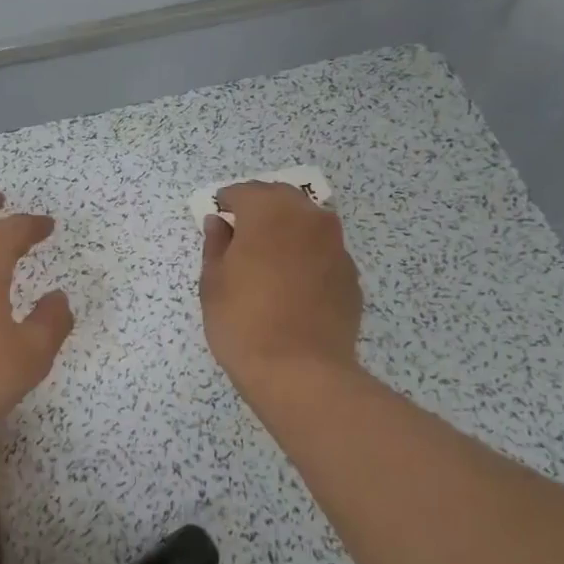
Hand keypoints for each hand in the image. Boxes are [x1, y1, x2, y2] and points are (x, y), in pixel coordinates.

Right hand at [199, 182, 362, 395]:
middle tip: (240, 231)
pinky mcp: (350, 274)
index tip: (217, 215)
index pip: (245, 192)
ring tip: (267, 256)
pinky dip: (305, 253)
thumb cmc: (242, 323)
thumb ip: (216, 245)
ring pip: (307, 221)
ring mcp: (335, 246)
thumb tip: (219, 223)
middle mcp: (308, 219)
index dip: (227, 202)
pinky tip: (292, 282)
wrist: (300, 371)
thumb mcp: (213, 283)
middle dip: (259, 207)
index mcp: (269, 213)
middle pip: (281, 197)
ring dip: (286, 227)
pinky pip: (322, 250)